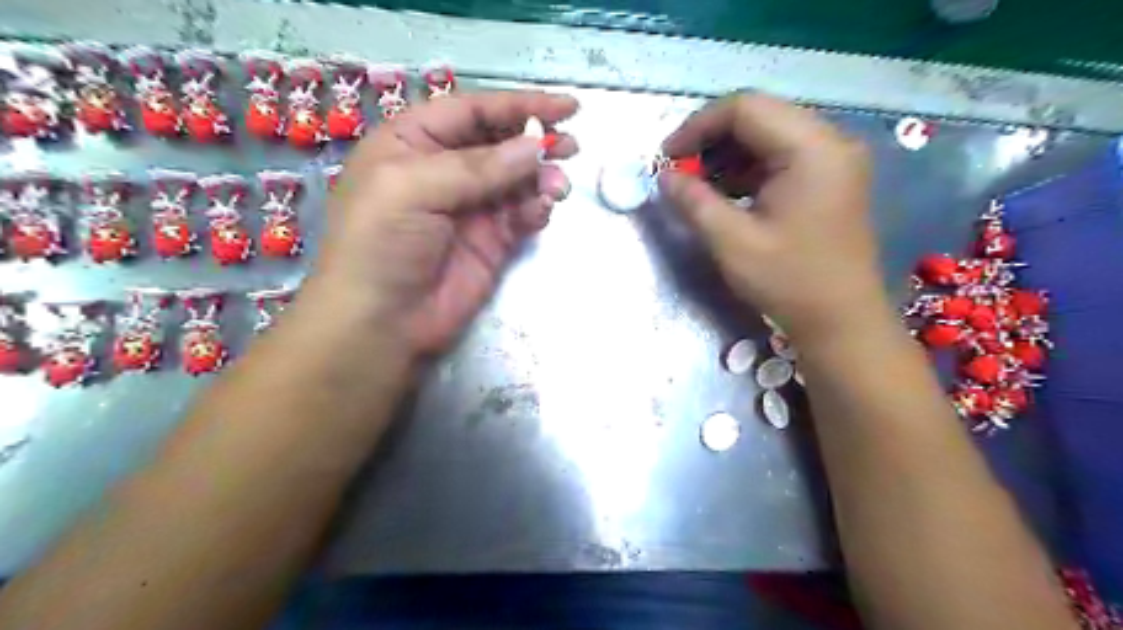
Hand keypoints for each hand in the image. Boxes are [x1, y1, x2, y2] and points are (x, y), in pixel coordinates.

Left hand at [300, 90, 573, 362]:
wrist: (383, 322)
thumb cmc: (381, 244)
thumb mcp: (413, 189)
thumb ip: (477, 166)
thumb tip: (535, 146)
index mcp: (413, 143)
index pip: (472, 111)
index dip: (517, 105)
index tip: (565, 107)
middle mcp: (445, 171)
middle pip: (500, 143)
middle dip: (535, 142)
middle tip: (571, 146)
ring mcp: (471, 208)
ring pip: (517, 180)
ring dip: (542, 179)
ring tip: (558, 187)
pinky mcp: (491, 241)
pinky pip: (521, 215)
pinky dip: (536, 209)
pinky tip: (541, 212)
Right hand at [659, 93, 885, 343]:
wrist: (842, 321)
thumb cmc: (789, 282)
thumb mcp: (732, 242)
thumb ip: (694, 202)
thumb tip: (663, 176)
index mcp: (812, 149)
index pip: (745, 108)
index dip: (698, 126)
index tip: (667, 157)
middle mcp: (830, 141)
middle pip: (759, 116)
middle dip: (712, 139)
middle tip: (680, 170)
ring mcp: (834, 159)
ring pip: (770, 134)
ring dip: (729, 154)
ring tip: (700, 185)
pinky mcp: (831, 178)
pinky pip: (783, 156)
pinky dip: (749, 168)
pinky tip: (728, 193)